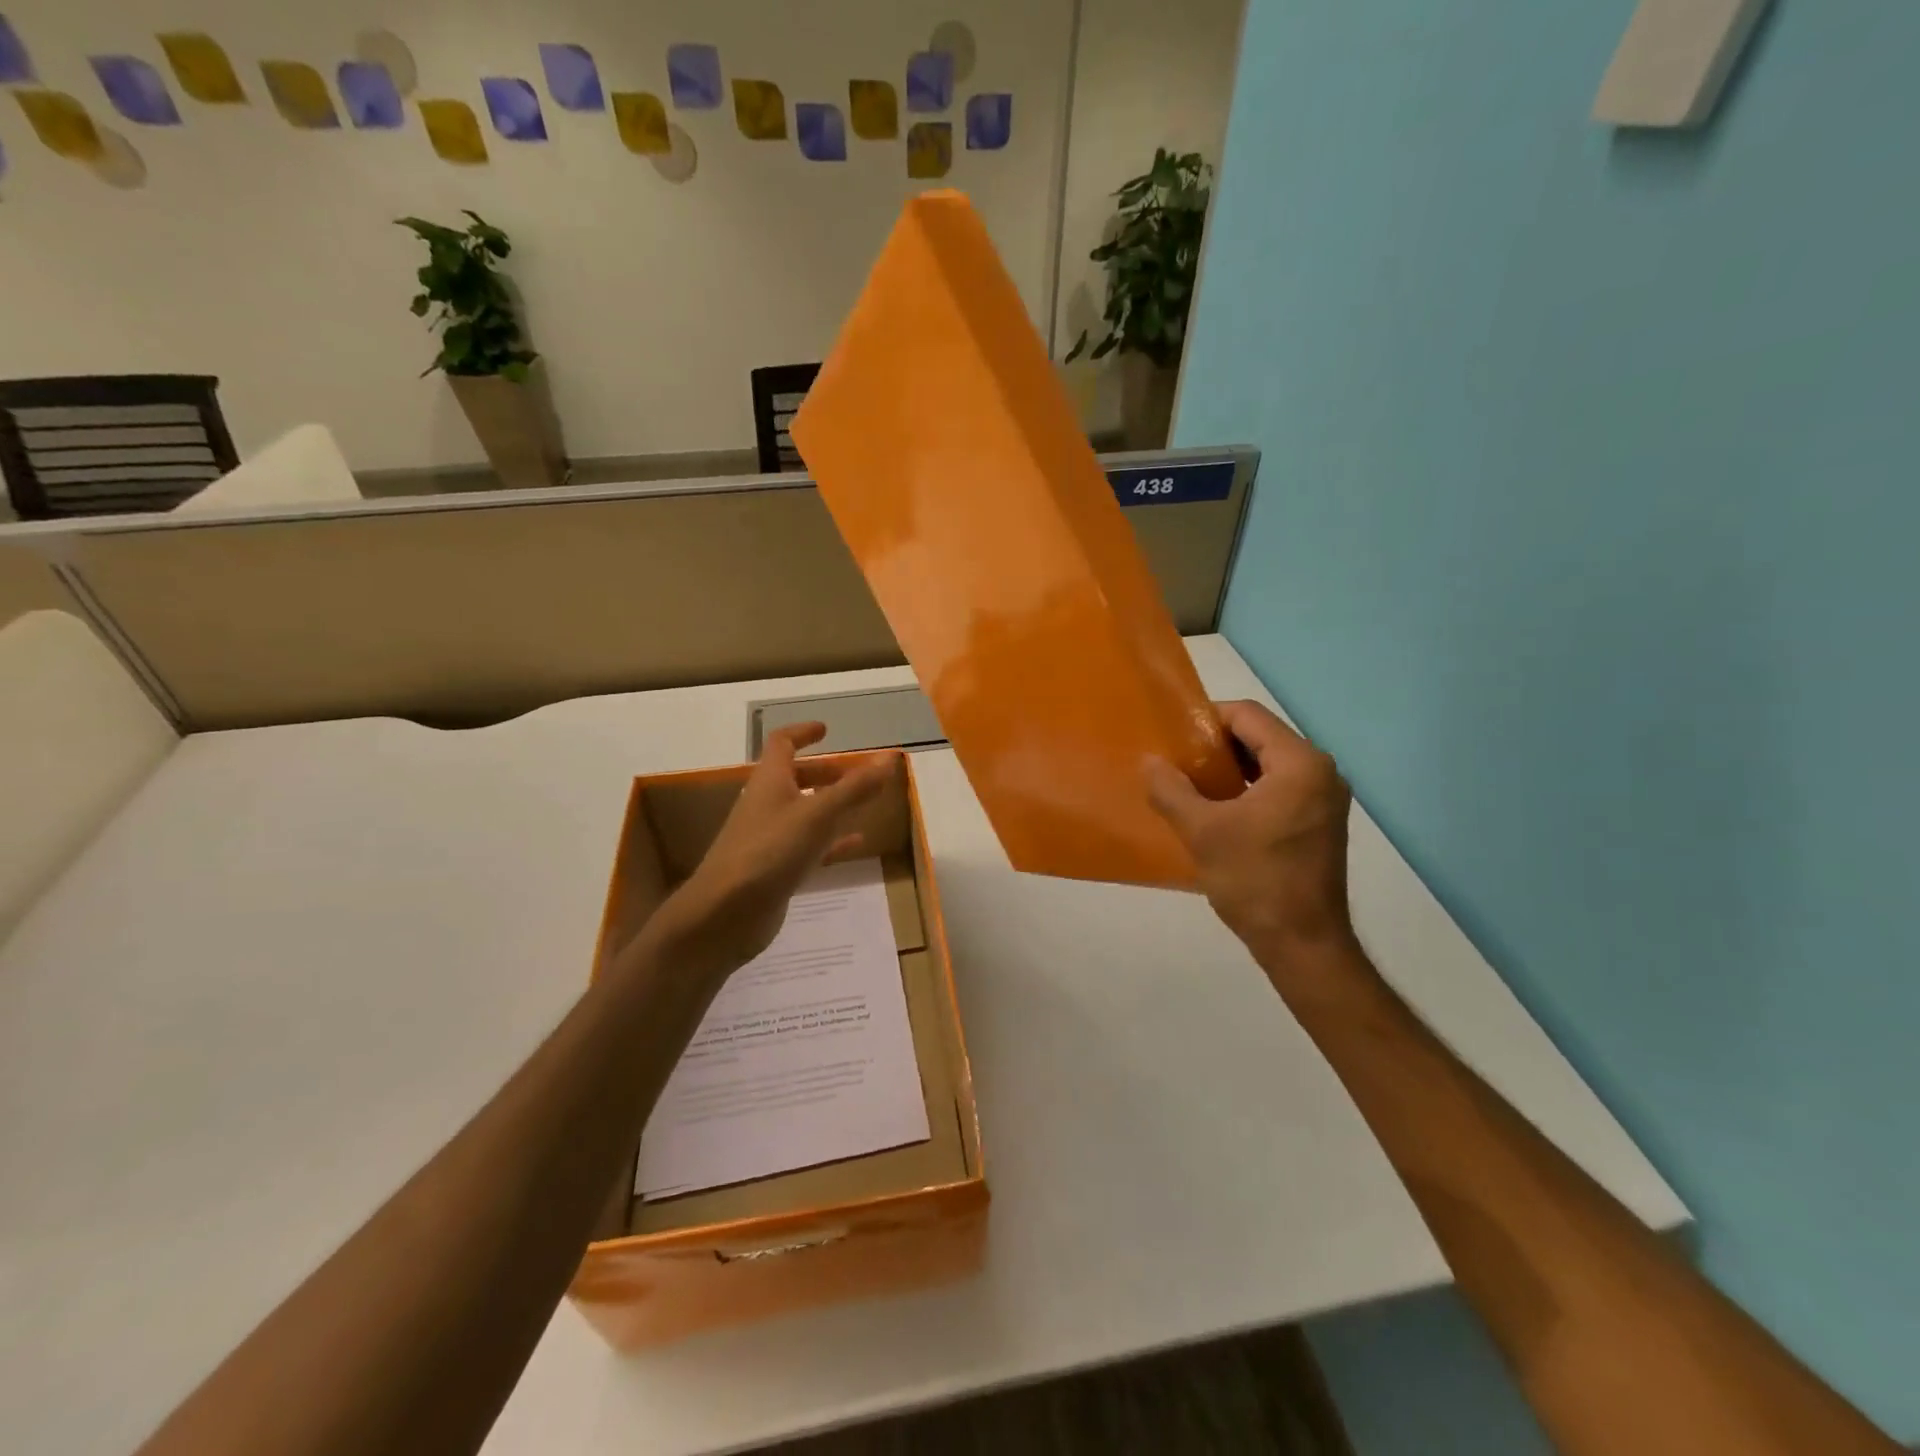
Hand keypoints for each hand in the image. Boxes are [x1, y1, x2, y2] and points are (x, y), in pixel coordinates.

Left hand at [646, 724, 897, 976]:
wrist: (725, 914)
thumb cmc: (769, 852)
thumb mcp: (818, 814)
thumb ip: (855, 787)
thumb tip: (889, 758)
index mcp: (770, 781)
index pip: (782, 744)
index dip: (803, 733)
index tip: (827, 730)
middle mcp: (767, 804)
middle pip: (795, 778)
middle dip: (825, 772)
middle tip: (856, 773)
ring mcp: (769, 838)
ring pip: (804, 812)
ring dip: (831, 804)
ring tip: (863, 804)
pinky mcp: (775, 868)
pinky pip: (809, 846)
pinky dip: (832, 840)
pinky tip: (856, 843)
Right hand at [1145, 700, 1356, 975]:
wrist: (1303, 944)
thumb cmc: (1255, 880)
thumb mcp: (1202, 831)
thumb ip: (1171, 789)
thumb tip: (1149, 761)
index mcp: (1300, 763)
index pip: (1247, 715)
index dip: (1206, 719)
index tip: (1172, 739)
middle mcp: (1321, 771)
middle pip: (1259, 736)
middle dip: (1215, 745)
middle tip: (1176, 763)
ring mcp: (1324, 798)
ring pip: (1268, 763)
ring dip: (1229, 769)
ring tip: (1189, 786)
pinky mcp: (1320, 822)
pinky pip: (1278, 787)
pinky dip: (1247, 790)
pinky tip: (1217, 810)